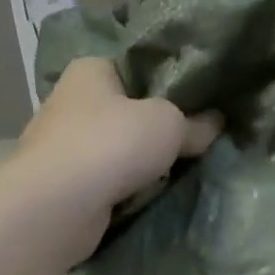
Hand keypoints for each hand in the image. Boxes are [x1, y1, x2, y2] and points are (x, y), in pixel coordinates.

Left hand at [14, 57, 219, 255]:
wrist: (59, 205)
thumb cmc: (112, 144)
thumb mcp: (169, 125)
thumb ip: (194, 123)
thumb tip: (215, 122)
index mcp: (91, 69)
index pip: (134, 68)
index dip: (165, 85)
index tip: (195, 105)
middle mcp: (70, 101)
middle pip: (125, 112)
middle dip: (153, 130)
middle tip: (190, 145)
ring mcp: (61, 145)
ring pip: (115, 150)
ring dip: (137, 164)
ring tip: (171, 176)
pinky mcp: (62, 184)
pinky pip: (104, 181)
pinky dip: (121, 189)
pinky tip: (143, 198)